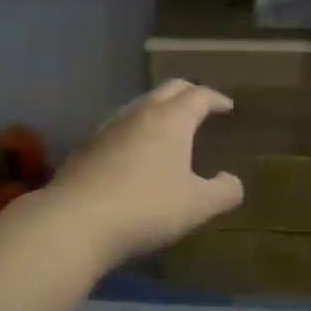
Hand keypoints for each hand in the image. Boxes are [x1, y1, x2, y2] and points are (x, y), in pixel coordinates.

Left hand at [43, 80, 245, 264]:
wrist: (76, 220)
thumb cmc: (146, 207)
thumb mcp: (196, 206)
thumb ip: (223, 192)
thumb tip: (234, 181)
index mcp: (171, 119)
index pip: (198, 96)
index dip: (215, 99)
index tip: (227, 106)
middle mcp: (139, 113)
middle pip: (168, 90)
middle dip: (188, 93)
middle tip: (200, 106)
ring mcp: (109, 127)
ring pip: (140, 105)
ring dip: (159, 109)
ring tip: (169, 127)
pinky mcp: (87, 146)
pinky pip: (120, 126)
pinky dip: (136, 129)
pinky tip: (135, 151)